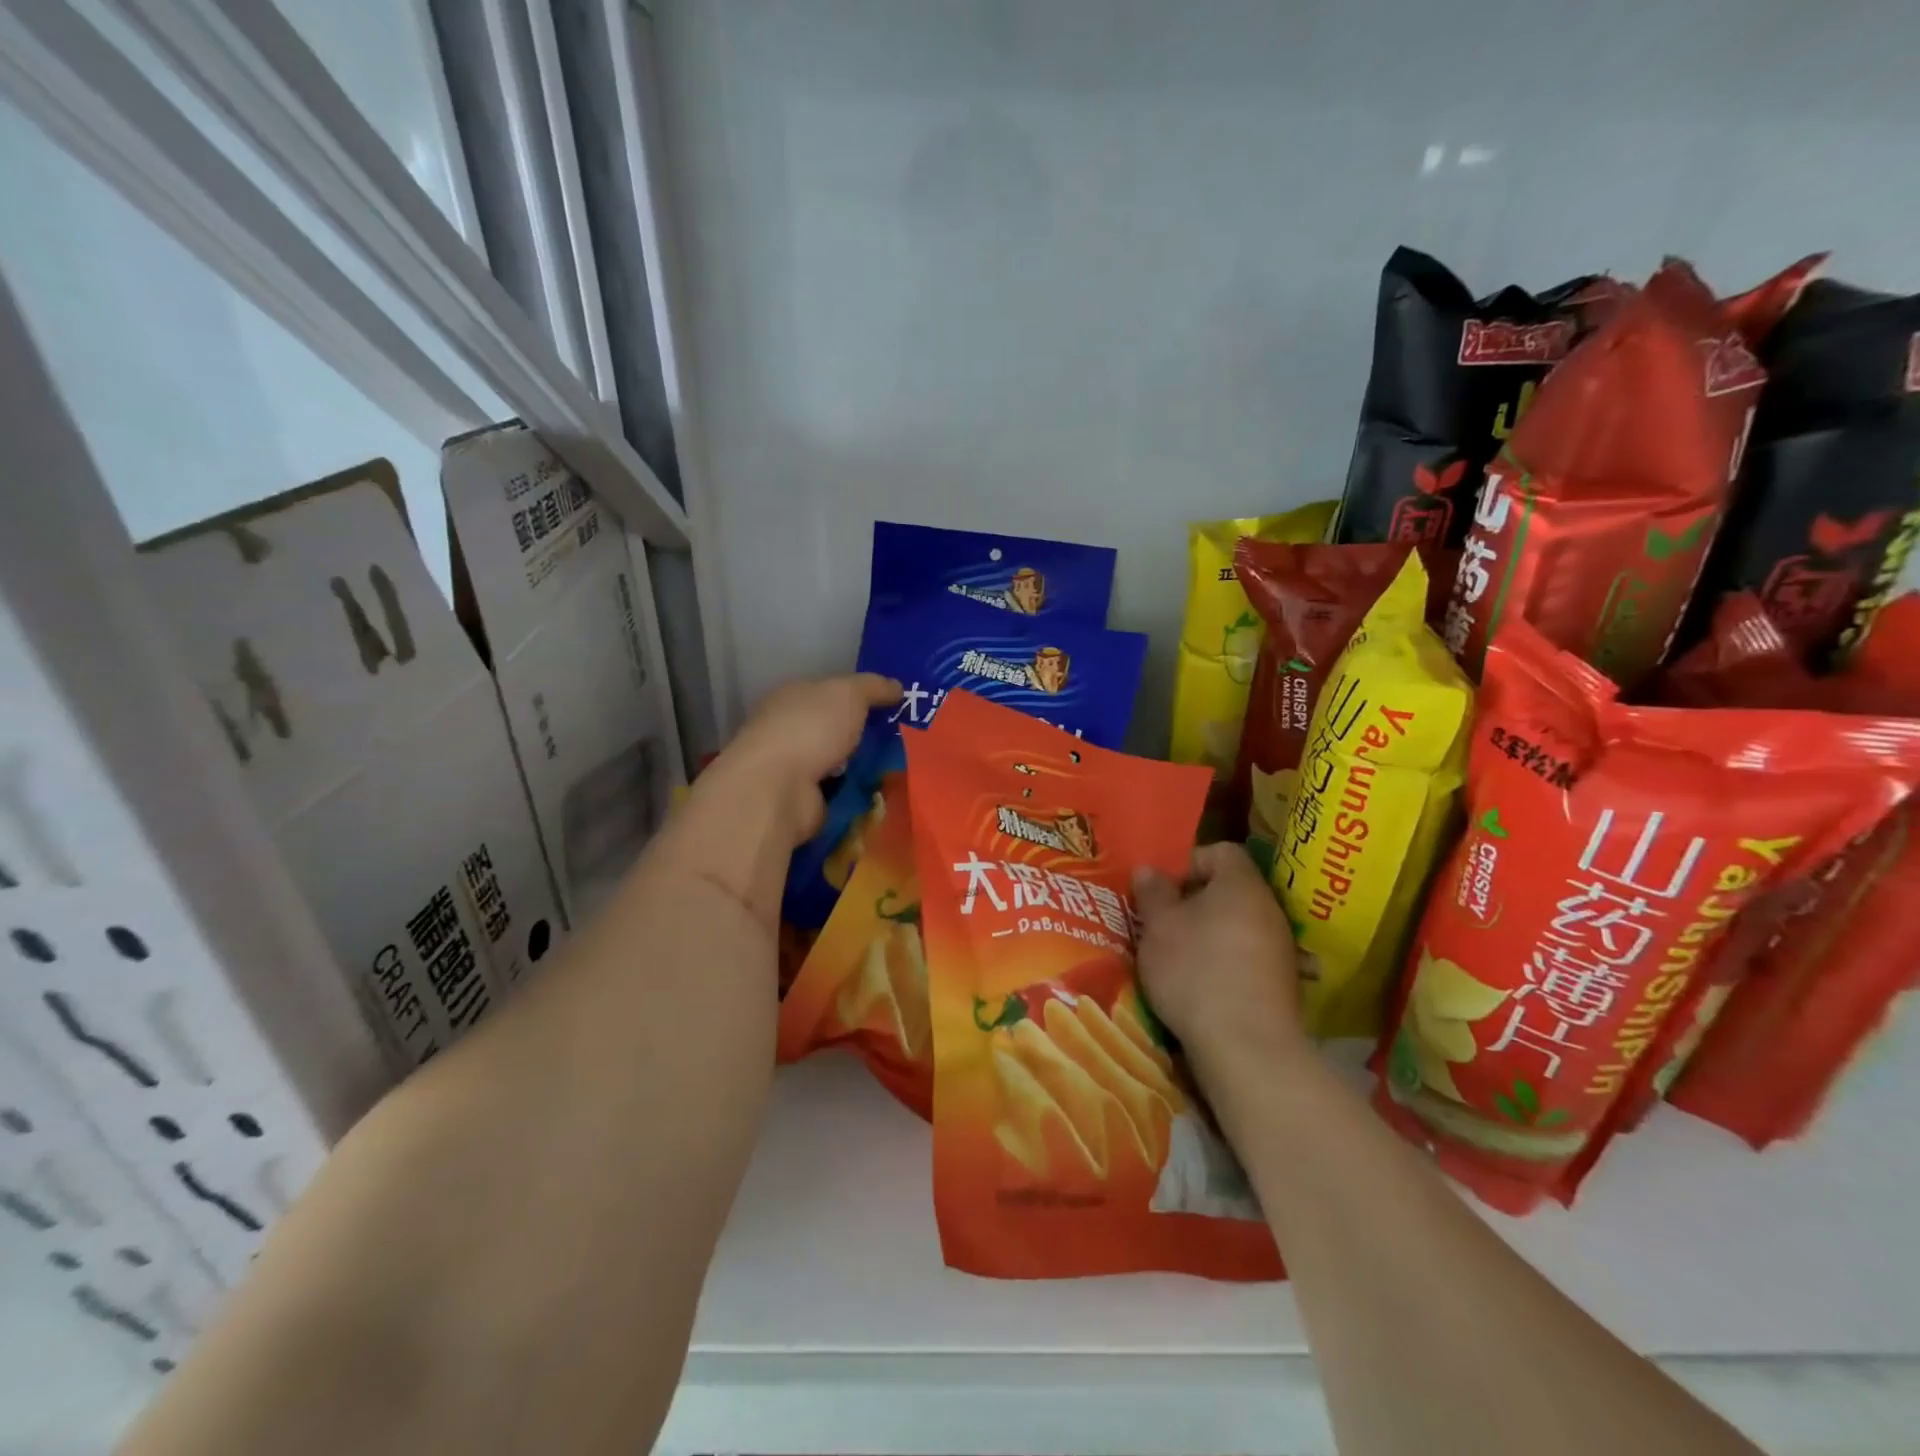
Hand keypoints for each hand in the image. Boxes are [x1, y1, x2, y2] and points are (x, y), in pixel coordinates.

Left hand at [701, 673, 900, 841]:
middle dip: (864, 734)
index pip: (829, 692)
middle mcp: (790, 730)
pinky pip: (841, 793)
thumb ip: (874, 686)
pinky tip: (885, 792)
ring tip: (902, 767)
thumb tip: (897, 687)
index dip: (860, 696)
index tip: (894, 705)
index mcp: (792, 697)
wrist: (778, 789)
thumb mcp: (849, 693)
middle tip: (905, 739)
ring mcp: (794, 768)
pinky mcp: (804, 801)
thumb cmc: (810, 728)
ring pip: (839, 762)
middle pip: (835, 729)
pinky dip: (858, 793)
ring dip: (865, 766)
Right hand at [1133, 843, 1307, 1077]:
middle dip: (1195, 903)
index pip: (1221, 851)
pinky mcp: (1283, 984)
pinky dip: (1226, 964)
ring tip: (1179, 959)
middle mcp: (1269, 909)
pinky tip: (1203, 987)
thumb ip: (1153, 893)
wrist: (1247, 1047)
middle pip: (1230, 890)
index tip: (1164, 892)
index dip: (1189, 863)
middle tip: (1164, 925)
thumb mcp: (1159, 927)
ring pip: (1238, 925)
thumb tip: (1150, 869)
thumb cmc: (1195, 970)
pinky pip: (1248, 957)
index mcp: (1241, 884)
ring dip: (1209, 935)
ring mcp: (1281, 948)